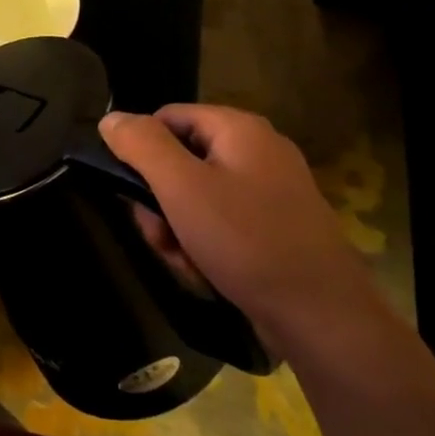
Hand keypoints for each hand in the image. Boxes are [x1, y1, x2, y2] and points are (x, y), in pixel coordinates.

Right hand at [99, 105, 385, 355]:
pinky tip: (208, 274)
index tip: (135, 195)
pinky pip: (223, 224)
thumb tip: (111, 119)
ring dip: (179, 231)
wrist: (323, 317)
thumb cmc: (246, 241)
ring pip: (197, 198)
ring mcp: (271, 191)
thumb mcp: (181, 188)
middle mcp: (258, 151)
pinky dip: (206, 246)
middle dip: (161, 204)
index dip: (142, 152)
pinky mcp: (277, 227)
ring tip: (187, 263)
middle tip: (161, 237)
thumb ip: (141, 145)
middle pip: (180, 161)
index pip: (167, 118)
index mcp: (239, 129)